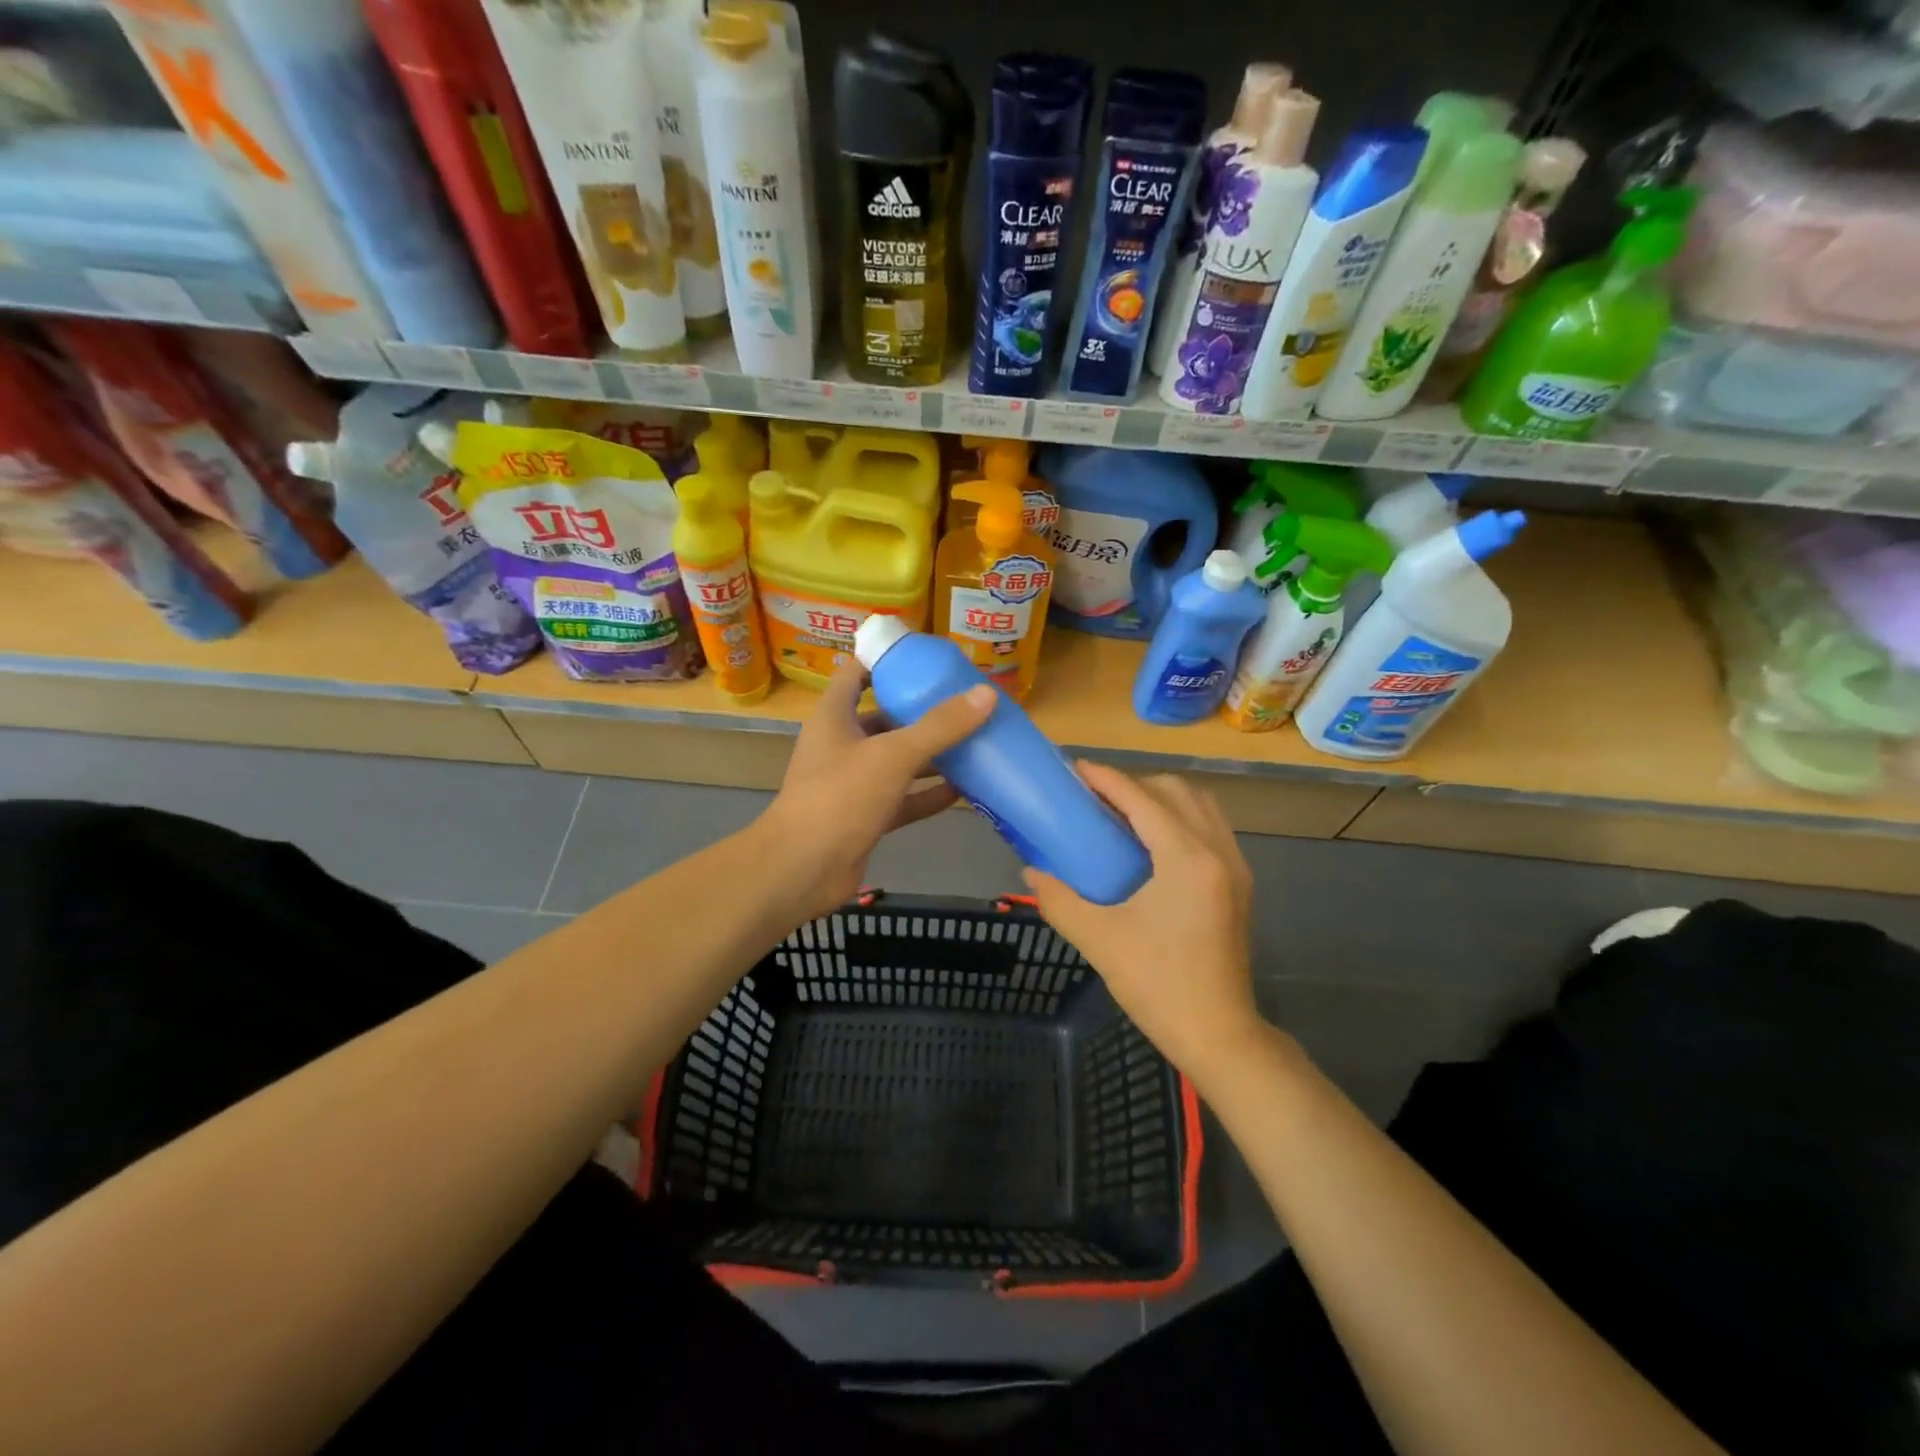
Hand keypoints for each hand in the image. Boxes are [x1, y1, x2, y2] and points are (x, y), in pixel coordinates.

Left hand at [758, 659, 995, 920]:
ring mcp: (853, 783)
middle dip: (921, 711)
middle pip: (885, 717)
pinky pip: (903, 797)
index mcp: (835, 717)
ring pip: (897, 760)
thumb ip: (940, 726)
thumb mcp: (894, 755)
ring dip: (931, 754)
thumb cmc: (841, 797)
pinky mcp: (865, 815)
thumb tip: (987, 694)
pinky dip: (929, 794)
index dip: (888, 662)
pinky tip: (964, 790)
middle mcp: (842, 744)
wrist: (803, 869)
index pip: (857, 674)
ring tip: (974, 742)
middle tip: (964, 702)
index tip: (928, 659)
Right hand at [1023, 764, 1265, 1080]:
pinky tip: (1151, 845)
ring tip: (1122, 815)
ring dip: (1161, 798)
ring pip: (1200, 806)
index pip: (1142, 799)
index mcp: (1186, 859)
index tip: (1075, 769)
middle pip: (1176, 791)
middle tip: (1096, 798)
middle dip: (1134, 784)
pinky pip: (1211, 828)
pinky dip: (1180, 819)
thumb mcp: (1098, 938)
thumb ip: (1059, 898)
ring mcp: (1236, 867)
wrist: (1218, 1035)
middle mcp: (1218, 852)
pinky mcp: (1240, 884)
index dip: (1106, 779)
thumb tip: (1030, 871)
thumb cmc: (1157, 985)